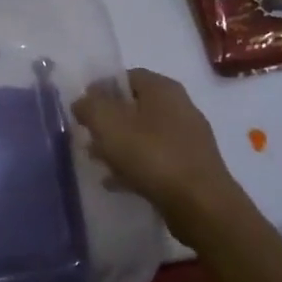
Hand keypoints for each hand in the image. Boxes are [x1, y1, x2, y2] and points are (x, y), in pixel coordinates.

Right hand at [71, 68, 239, 221]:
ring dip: (119, 145)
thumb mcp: (109, 125)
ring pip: (144, 134)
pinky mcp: (191, 167)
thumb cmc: (152, 156)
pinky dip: (135, 166)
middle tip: (87, 136)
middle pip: (135, 106)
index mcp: (163, 89)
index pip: (126, 76)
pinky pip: (155, 159)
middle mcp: (180, 107)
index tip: (81, 109)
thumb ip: (90, 106)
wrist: (200, 205)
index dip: (100, 89)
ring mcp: (188, 138)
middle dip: (108, 121)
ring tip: (97, 161)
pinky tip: (117, 182)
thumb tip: (82, 101)